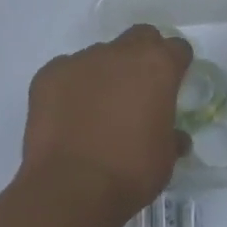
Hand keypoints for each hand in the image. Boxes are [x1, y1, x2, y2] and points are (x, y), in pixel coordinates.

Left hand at [21, 25, 192, 221]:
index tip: (174, 84)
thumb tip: (175, 137)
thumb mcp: (165, 158)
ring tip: (97, 110)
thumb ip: (172, 136)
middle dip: (143, 56)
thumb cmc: (130, 172)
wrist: (70, 189)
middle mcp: (120, 52)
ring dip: (105, 74)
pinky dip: (71, 88)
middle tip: (139, 89)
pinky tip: (69, 117)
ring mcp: (81, 60)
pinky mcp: (49, 74)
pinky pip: (66, 72)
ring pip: (100, 56)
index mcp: (157, 66)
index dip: (177, 65)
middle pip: (139, 38)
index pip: (177, 48)